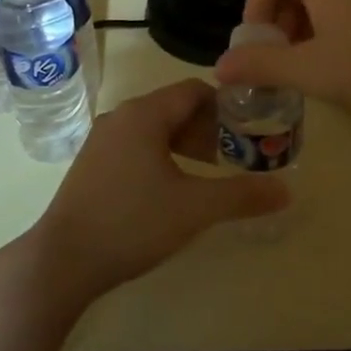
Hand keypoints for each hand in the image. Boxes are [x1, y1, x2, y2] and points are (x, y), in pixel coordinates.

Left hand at [29, 80, 287, 303]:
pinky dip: (161, 155)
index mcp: (144, 114)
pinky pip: (136, 145)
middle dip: (208, 127)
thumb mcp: (195, 209)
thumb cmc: (132, 223)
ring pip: (155, 128)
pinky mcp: (92, 164)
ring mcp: (102, 140)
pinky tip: (172, 187)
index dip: (226, 104)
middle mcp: (121, 117)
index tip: (250, 127)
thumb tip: (287, 190)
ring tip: (209, 171)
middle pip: (175, 108)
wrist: (63, 261)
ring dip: (186, 143)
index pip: (194, 90)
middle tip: (235, 154)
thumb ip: (242, 195)